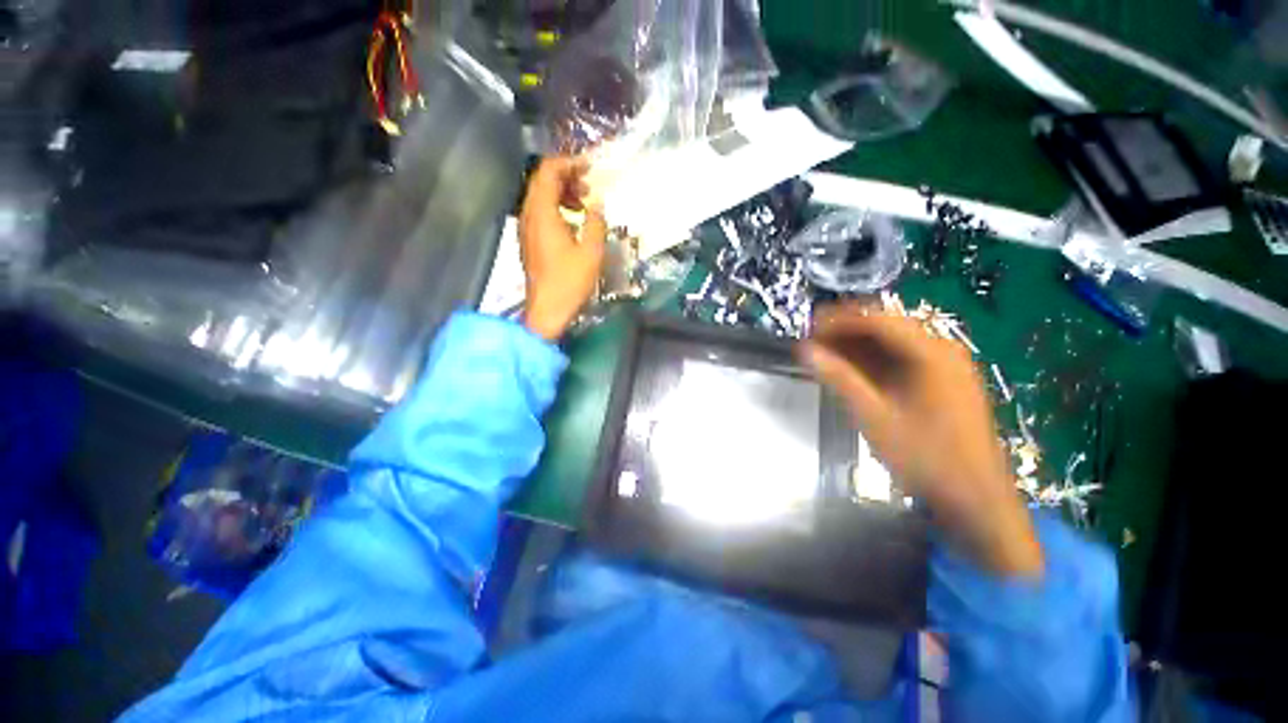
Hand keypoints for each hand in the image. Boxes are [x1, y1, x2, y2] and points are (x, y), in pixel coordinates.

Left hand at [519, 157, 607, 340]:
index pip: (549, 171)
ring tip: (585, 203)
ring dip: (562, 193)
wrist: (547, 310)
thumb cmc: (570, 281)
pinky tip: (574, 222)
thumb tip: (597, 204)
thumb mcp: (591, 252)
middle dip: (567, 177)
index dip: (569, 163)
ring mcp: (526, 228)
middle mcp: (529, 215)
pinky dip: (557, 208)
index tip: (590, 167)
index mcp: (542, 212)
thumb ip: (596, 222)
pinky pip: (540, 213)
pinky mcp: (529, 240)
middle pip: (542, 181)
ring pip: (541, 197)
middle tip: (589, 186)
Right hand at [800, 304, 1042, 577]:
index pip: (879, 321)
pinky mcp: (946, 384)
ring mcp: (948, 368)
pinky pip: (904, 360)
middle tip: (813, 340)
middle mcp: (943, 351)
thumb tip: (806, 350)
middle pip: (888, 328)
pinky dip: (875, 361)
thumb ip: (839, 378)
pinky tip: (853, 370)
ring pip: (895, 343)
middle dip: (847, 330)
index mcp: (931, 354)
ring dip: (859, 345)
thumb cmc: (924, 458)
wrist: (976, 500)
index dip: (840, 320)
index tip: (809, 328)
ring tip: (826, 353)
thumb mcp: (874, 417)